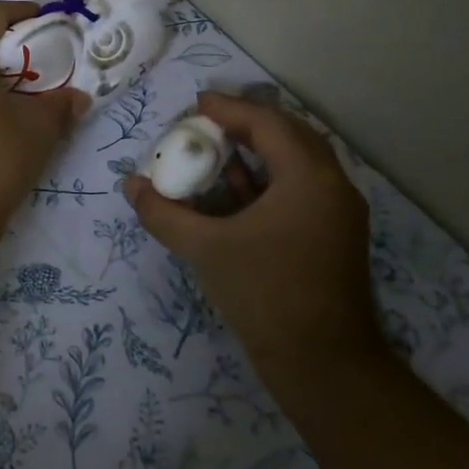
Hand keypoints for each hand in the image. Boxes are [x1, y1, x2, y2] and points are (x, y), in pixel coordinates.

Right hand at [126, 91, 378, 360]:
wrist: (323, 365)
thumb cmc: (265, 295)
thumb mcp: (205, 249)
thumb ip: (164, 213)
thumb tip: (130, 185)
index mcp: (309, 178)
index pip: (268, 124)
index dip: (229, 109)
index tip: (196, 103)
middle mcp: (332, 186)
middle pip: (289, 136)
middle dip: (247, 125)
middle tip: (207, 123)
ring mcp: (338, 213)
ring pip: (297, 164)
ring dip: (259, 153)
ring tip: (216, 151)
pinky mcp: (334, 237)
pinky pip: (300, 190)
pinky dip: (268, 182)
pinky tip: (235, 192)